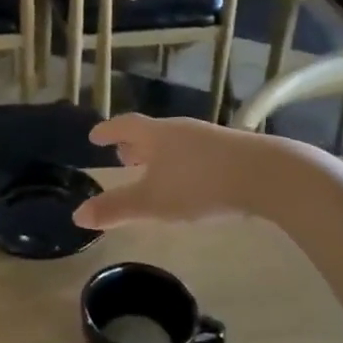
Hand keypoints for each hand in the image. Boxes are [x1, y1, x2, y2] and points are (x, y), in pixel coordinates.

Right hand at [73, 115, 272, 229]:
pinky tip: (190, 181)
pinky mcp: (232, 152)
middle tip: (121, 155)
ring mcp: (208, 138)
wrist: (265, 175)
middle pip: (150, 133)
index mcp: (156, 135)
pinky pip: (195, 153)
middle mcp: (180, 130)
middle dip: (133, 145)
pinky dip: (182, 163)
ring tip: (153, 170)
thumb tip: (77, 216)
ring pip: (174, 143)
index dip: (108, 131)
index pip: (124, 126)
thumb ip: (116, 209)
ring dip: (159, 155)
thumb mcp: (152, 202)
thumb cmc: (199, 184)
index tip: (94, 136)